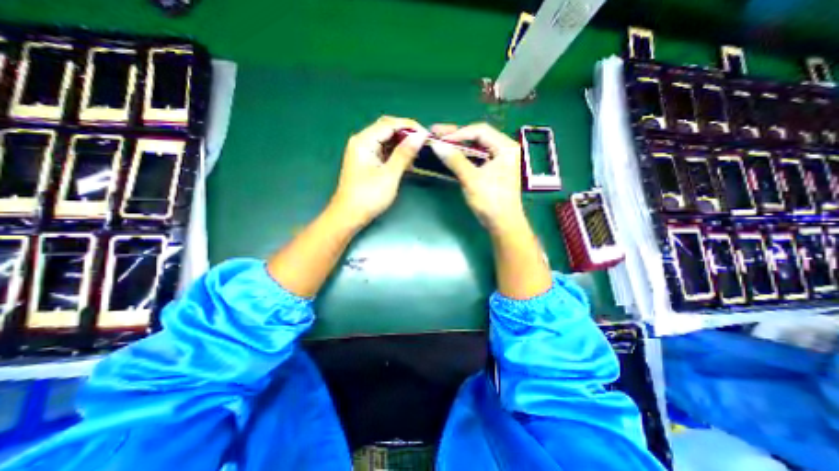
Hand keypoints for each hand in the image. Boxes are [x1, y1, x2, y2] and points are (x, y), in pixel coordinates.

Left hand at [332, 117, 428, 227]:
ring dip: (403, 144)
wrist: (350, 215)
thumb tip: (420, 136)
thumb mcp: (389, 175)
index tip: (427, 135)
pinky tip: (409, 160)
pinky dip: (397, 154)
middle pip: (387, 130)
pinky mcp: (367, 162)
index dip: (409, 127)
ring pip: (386, 141)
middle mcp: (362, 142)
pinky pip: (384, 152)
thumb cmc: (369, 196)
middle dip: (406, 134)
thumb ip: (404, 153)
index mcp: (364, 141)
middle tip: (424, 142)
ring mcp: (364, 152)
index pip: (389, 124)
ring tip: (420, 151)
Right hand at [432, 123, 521, 233]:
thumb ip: (455, 160)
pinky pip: (476, 157)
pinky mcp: (492, 169)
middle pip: (478, 136)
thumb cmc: (491, 201)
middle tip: (436, 132)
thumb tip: (436, 145)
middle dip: (456, 135)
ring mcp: (498, 159)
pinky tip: (450, 154)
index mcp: (505, 147)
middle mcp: (504, 149)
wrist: (502, 224)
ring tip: (440, 140)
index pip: (480, 131)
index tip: (440, 139)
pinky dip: (463, 155)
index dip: (458, 132)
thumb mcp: (472, 179)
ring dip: (458, 144)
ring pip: (475, 147)